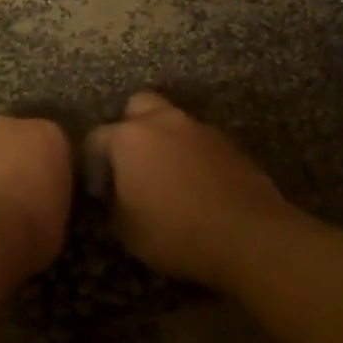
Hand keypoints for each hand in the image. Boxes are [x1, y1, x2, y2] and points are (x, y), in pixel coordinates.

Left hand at [0, 116, 73, 280]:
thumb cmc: (33, 226)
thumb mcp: (61, 217)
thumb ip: (51, 197)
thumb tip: (43, 205)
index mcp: (47, 135)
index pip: (56, 147)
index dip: (52, 172)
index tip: (51, 194)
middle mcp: (9, 128)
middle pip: (17, 142)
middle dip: (18, 163)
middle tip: (22, 198)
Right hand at [87, 92, 290, 286]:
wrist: (249, 236)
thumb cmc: (175, 233)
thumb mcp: (126, 231)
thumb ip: (113, 204)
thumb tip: (116, 196)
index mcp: (129, 138)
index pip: (96, 137)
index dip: (92, 162)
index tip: (100, 189)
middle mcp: (164, 122)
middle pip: (138, 106)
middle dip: (130, 127)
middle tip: (133, 162)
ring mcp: (200, 129)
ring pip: (173, 122)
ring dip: (165, 141)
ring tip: (168, 177)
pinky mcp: (230, 143)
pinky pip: (200, 141)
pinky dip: (193, 155)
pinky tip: (197, 184)